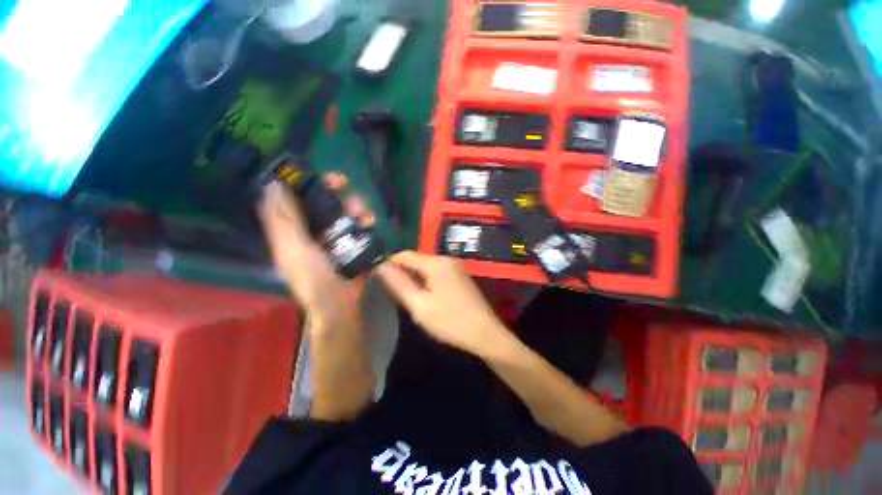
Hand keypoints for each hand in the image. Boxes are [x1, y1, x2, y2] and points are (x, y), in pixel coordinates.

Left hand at [257, 176, 372, 330]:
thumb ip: (284, 220)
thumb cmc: (313, 279)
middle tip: (344, 184)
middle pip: (322, 202)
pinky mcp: (354, 244)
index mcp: (293, 231)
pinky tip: (370, 223)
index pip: (293, 199)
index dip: (301, 182)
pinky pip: (360, 225)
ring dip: (354, 206)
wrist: (340, 304)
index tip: (310, 171)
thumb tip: (272, 184)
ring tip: (363, 213)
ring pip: (344, 211)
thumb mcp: (294, 249)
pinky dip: (365, 221)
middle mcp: (313, 230)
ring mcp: (336, 237)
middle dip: (333, 190)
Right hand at [376, 251, 507, 355]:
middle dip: (403, 272)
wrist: (486, 334)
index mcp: (437, 263)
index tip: (378, 278)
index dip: (390, 264)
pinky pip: (437, 273)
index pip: (405, 255)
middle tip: (392, 291)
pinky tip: (424, 295)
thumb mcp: (420, 305)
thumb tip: (381, 267)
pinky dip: (426, 281)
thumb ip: (399, 284)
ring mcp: (456, 267)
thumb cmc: (450, 321)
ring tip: (406, 295)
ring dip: (414, 278)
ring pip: (426, 267)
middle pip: (417, 260)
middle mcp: (447, 259)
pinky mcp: (460, 276)